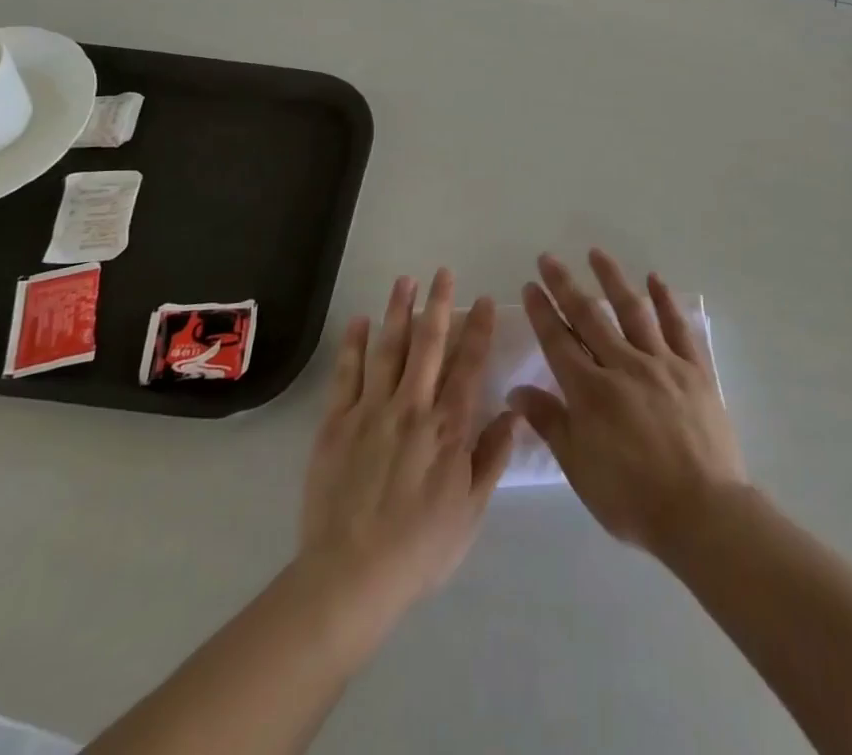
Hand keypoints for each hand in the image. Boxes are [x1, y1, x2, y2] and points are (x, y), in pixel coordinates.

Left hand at [299, 270, 516, 619]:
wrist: (351, 577)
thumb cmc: (420, 548)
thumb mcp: (471, 510)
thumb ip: (492, 456)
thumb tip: (514, 412)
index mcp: (448, 427)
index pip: (469, 365)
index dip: (478, 330)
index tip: (483, 300)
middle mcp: (412, 407)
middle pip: (429, 344)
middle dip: (439, 304)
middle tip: (443, 273)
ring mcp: (371, 411)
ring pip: (389, 349)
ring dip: (398, 311)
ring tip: (405, 280)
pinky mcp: (336, 423)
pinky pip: (347, 374)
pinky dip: (354, 345)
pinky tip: (360, 321)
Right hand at [509, 249, 745, 557]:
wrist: (702, 512)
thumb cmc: (632, 499)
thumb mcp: (579, 468)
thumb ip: (549, 423)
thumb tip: (516, 391)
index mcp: (591, 392)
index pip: (558, 341)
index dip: (542, 311)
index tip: (530, 285)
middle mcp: (623, 365)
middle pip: (589, 316)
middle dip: (565, 285)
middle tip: (549, 258)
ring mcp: (661, 363)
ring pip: (632, 310)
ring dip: (612, 278)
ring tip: (596, 253)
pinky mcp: (694, 369)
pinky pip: (678, 326)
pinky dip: (666, 300)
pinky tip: (655, 279)